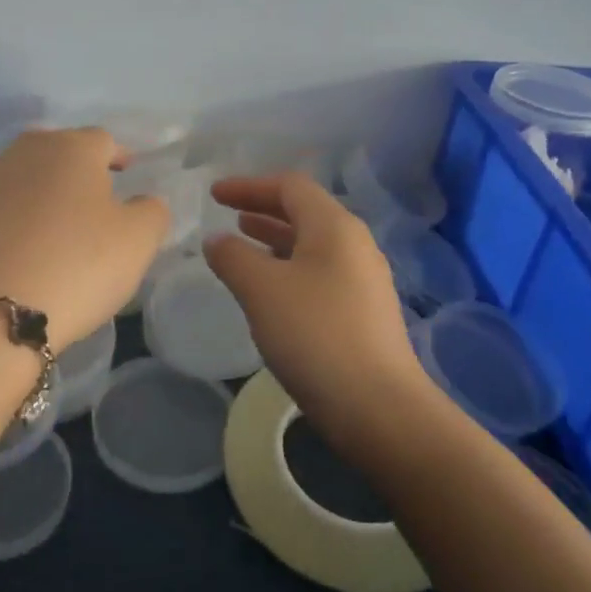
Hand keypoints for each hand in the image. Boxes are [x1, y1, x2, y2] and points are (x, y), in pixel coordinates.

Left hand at [0, 128, 169, 351]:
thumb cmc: (74, 268)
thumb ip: (150, 212)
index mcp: (69, 150)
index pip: (102, 140)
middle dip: (72, 172)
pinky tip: (7, 255)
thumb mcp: (136, 243)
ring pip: (15, 181)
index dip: (117, 155)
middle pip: (53, 153)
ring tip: (44, 231)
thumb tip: (143, 201)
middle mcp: (18, 154)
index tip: (125, 171)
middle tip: (87, 202)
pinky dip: (0, 225)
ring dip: (32, 197)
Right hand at [204, 173, 427, 463]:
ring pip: (311, 244)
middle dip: (262, 208)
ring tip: (243, 243)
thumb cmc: (314, 334)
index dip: (249, 185)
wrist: (376, 406)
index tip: (214, 194)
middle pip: (304, 211)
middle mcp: (354, 245)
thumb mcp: (261, 289)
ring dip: (274, 238)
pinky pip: (318, 272)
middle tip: (226, 213)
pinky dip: (287, 267)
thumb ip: (232, 256)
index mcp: (334, 227)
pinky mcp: (362, 312)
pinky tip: (269, 289)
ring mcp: (362, 280)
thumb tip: (218, 240)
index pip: (290, 186)